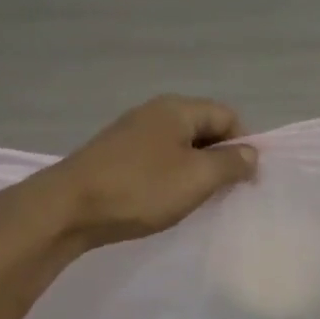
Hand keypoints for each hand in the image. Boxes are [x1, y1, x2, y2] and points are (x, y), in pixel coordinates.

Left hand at [4, 95, 257, 249]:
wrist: (68, 209)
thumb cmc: (141, 189)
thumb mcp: (197, 178)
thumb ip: (231, 164)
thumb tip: (251, 154)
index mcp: (177, 109)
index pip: (228, 115)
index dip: (244, 144)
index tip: (246, 179)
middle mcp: (155, 113)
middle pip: (204, 128)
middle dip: (221, 158)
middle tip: (225, 192)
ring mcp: (132, 133)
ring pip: (181, 146)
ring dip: (196, 170)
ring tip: (198, 199)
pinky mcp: (116, 156)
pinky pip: (158, 159)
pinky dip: (171, 177)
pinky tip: (167, 200)